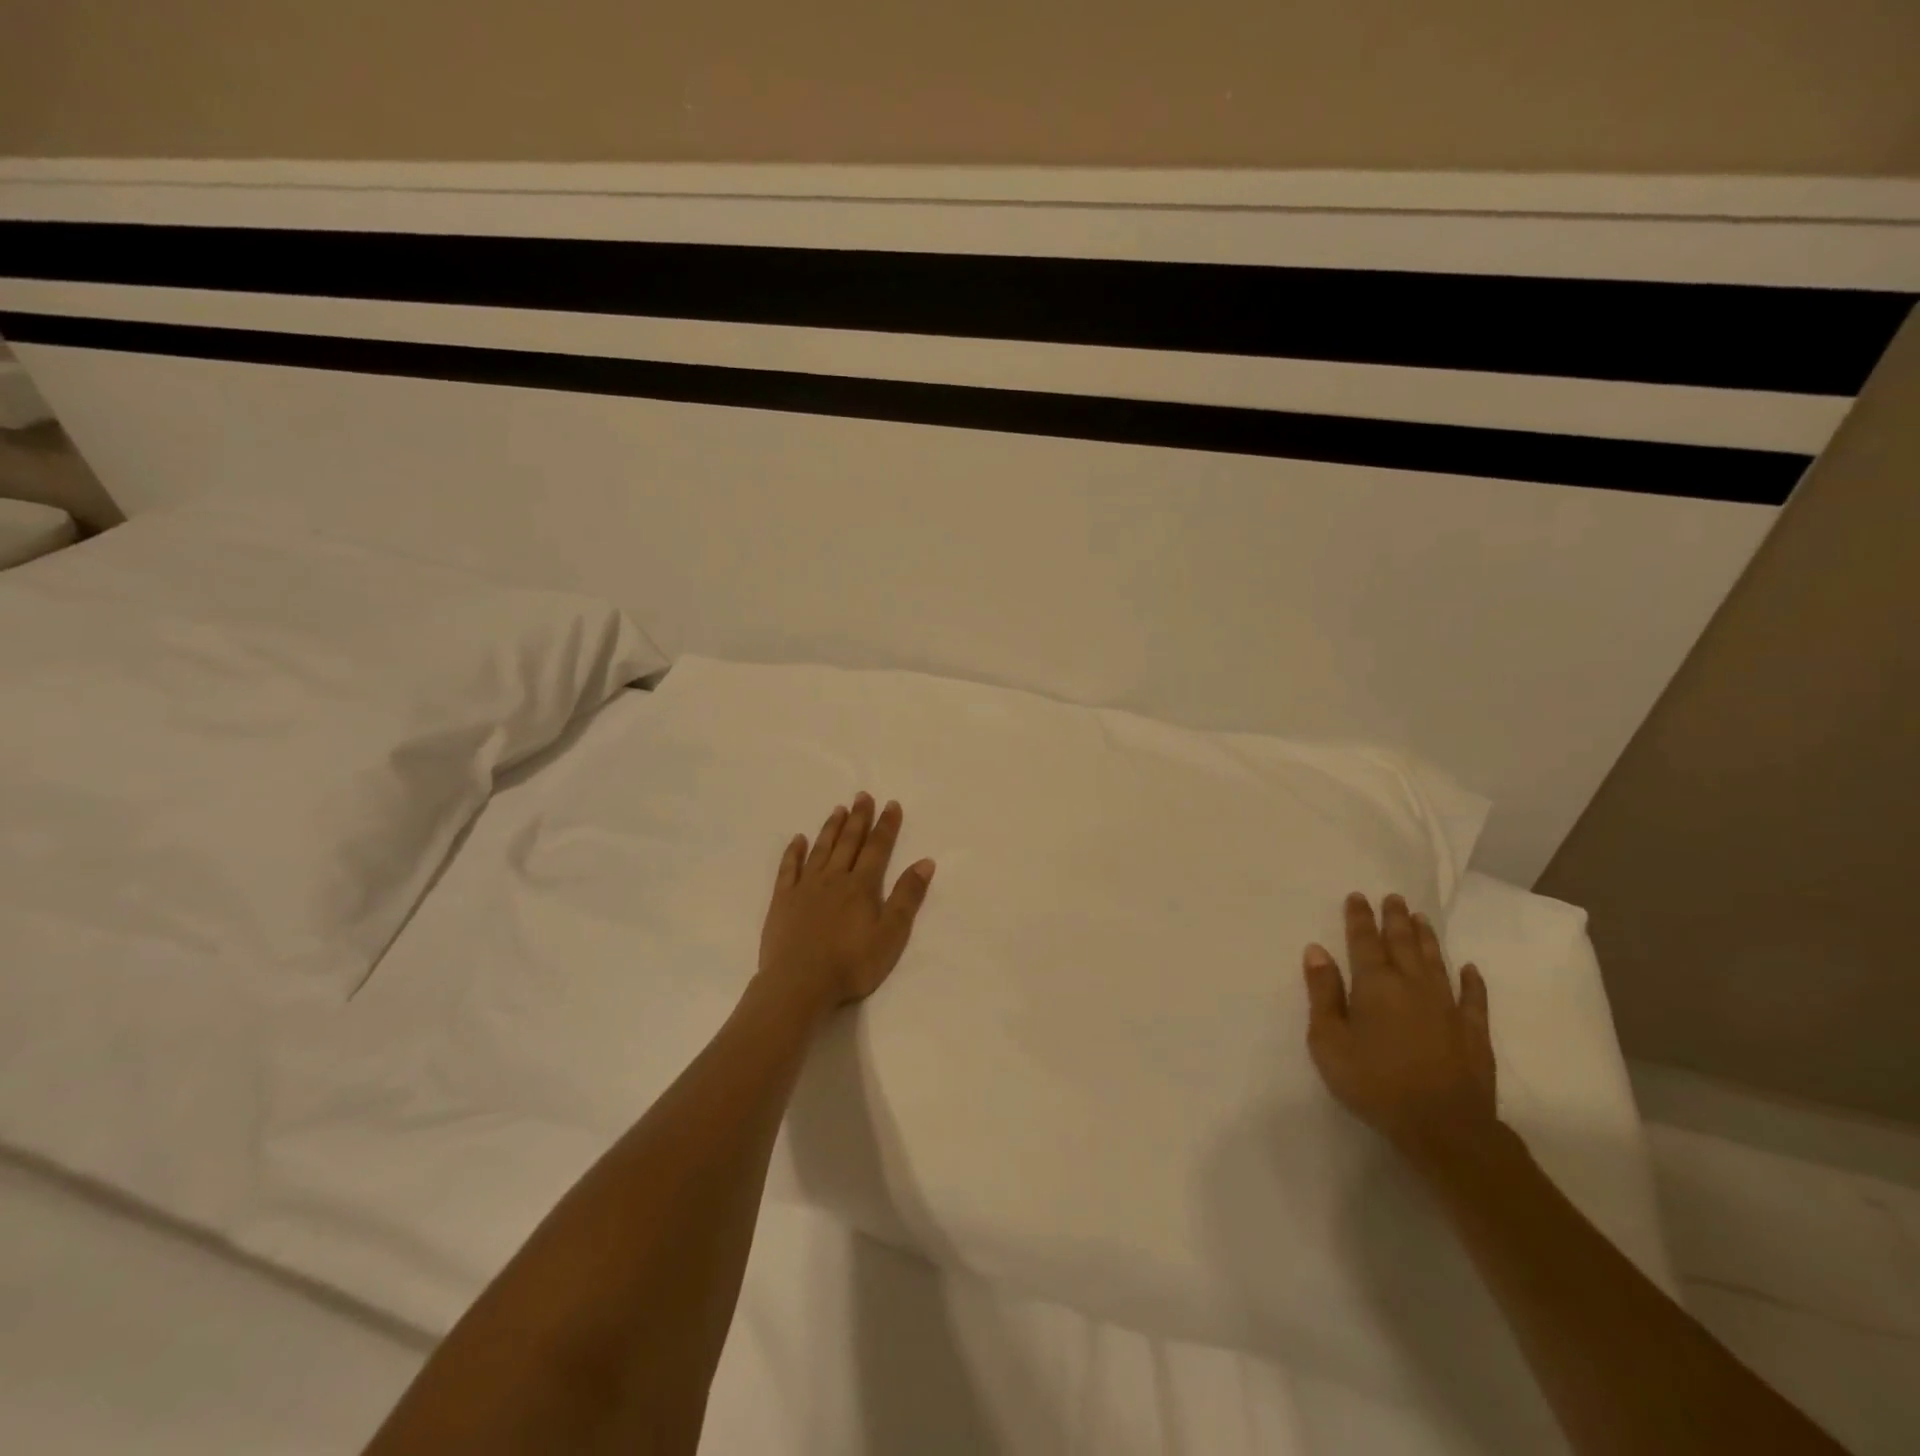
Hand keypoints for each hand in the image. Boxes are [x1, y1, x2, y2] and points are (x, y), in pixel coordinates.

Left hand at [756, 793, 935, 1014]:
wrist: (799, 983)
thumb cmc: (851, 964)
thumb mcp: (891, 935)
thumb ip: (907, 897)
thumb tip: (925, 862)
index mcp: (861, 886)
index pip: (877, 848)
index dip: (886, 826)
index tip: (891, 804)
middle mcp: (834, 878)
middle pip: (849, 842)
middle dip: (858, 818)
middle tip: (862, 795)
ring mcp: (805, 888)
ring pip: (821, 849)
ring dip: (831, 828)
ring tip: (838, 809)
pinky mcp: (783, 901)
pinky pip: (789, 869)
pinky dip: (794, 852)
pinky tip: (798, 840)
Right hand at [1303, 892, 1498, 1166]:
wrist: (1443, 1127)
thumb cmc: (1374, 1082)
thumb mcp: (1329, 1041)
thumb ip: (1323, 993)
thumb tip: (1317, 951)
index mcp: (1374, 985)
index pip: (1364, 941)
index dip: (1359, 918)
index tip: (1358, 896)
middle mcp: (1412, 985)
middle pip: (1402, 944)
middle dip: (1395, 919)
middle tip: (1394, 897)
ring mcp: (1447, 1007)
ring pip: (1435, 962)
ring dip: (1427, 939)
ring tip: (1422, 918)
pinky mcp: (1473, 1032)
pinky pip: (1474, 998)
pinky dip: (1472, 980)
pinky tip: (1470, 968)